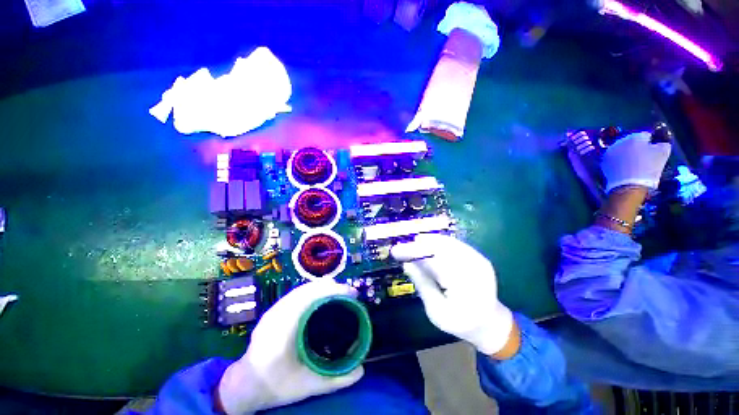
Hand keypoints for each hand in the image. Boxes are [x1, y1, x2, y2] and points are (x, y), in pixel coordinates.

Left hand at [217, 280, 362, 413]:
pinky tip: (322, 297)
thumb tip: (362, 370)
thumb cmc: (275, 387)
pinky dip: (314, 290)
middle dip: (332, 287)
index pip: (312, 297)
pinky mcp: (274, 309)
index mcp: (284, 329)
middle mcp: (278, 313)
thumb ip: (335, 380)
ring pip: (304, 288)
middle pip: (309, 288)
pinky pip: (298, 293)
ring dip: (324, 287)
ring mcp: (274, 309)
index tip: (353, 294)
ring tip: (340, 293)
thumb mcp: (307, 387)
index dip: (334, 291)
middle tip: (350, 294)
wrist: (244, 386)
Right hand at [391, 234, 514, 355]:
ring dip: (427, 241)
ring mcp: (479, 260)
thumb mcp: (436, 312)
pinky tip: (427, 243)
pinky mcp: (478, 257)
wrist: (491, 323)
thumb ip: (423, 285)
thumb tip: (407, 264)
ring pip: (448, 243)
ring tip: (411, 244)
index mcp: (465, 288)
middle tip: (401, 247)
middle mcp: (475, 269)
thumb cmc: (460, 323)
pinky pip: (454, 244)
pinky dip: (438, 242)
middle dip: (419, 245)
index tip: (395, 251)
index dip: (413, 253)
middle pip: (441, 248)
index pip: (434, 262)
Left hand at [602, 132, 671, 192]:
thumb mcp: (664, 153)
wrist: (629, 185)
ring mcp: (609, 152)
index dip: (651, 144)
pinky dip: (618, 162)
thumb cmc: (648, 168)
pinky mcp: (603, 162)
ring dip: (627, 154)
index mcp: (634, 137)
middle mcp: (619, 142)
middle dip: (637, 148)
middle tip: (643, 159)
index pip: (645, 136)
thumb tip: (658, 143)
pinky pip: (614, 159)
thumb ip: (662, 143)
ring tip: (634, 164)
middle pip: (631, 142)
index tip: (653, 152)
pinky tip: (625, 169)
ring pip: (621, 150)